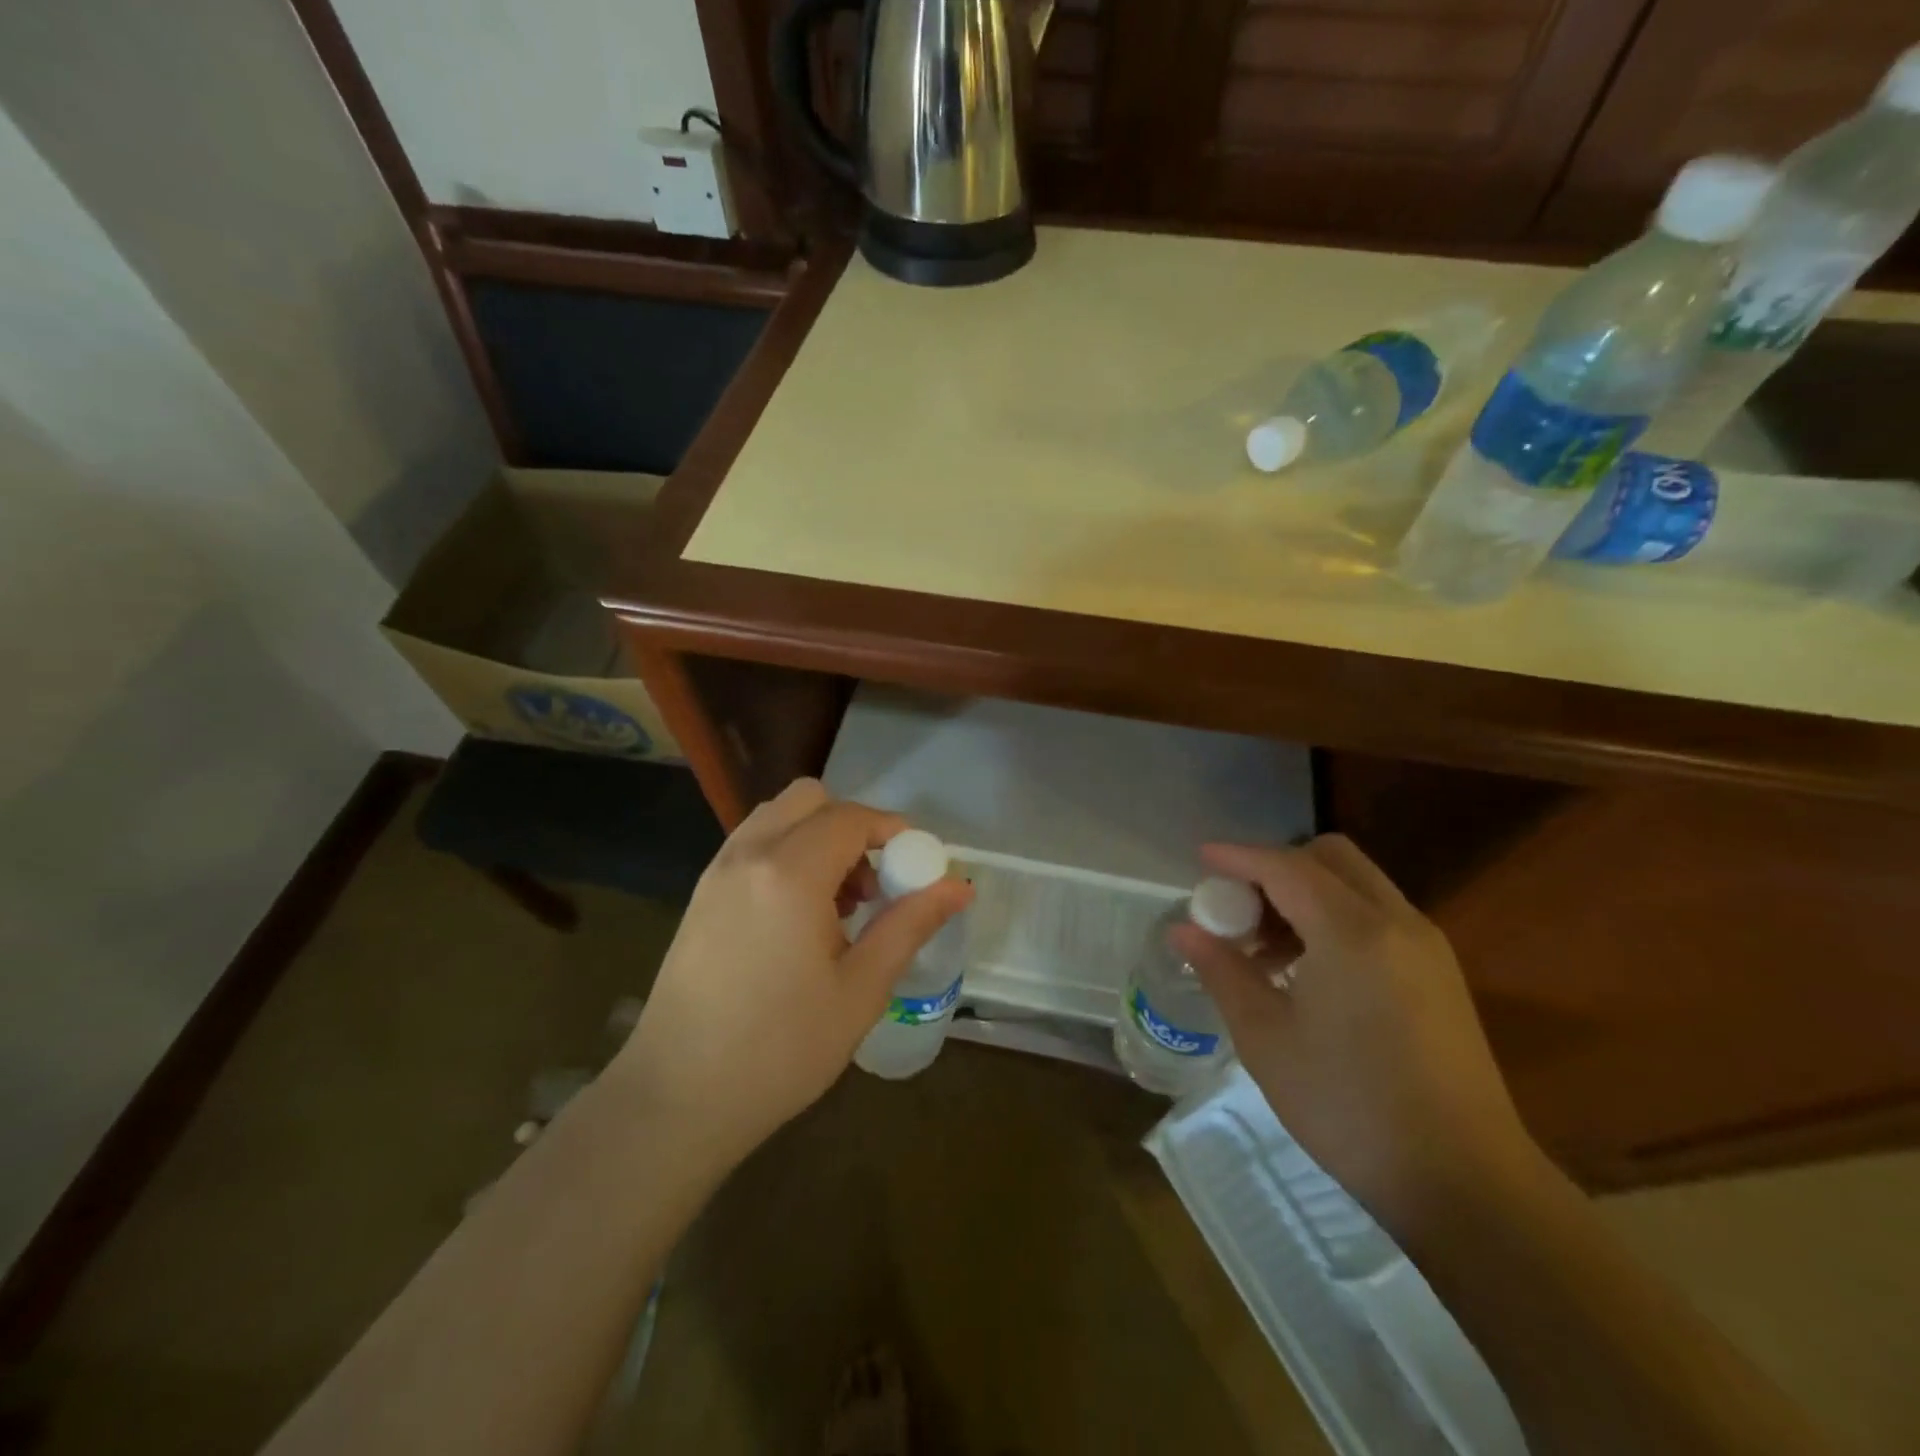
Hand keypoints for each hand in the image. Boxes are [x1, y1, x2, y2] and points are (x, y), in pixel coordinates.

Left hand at [613, 779, 972, 1163]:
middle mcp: (748, 855)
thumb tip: (960, 886)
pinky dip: (786, 854)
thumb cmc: (780, 1049)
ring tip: (835, 906)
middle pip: (809, 800)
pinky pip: (752, 845)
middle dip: (851, 826)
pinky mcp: (700, 895)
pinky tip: (796, 918)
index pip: (850, 818)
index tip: (915, 866)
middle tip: (871, 884)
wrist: (677, 1098)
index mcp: (790, 874)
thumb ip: (910, 924)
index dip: (891, 830)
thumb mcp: (861, 989)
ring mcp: (717, 872)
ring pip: (777, 818)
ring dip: (816, 838)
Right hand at [1172, 835, 1537, 1228]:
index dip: (1238, 856)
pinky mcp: (1440, 974)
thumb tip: (1184, 930)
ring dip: (1306, 893)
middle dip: (1277, 867)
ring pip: (1357, 884)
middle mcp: (1396, 922)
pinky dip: (1336, 917)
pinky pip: (1378, 915)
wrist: (1464, 1182)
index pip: (1285, 866)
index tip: (1200, 858)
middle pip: (1329, 857)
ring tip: (1266, 950)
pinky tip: (1309, 971)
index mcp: (1351, 932)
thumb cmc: (1348, 1106)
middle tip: (1239, 908)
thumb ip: (1222, 971)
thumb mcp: (1266, 1038)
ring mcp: (1426, 946)